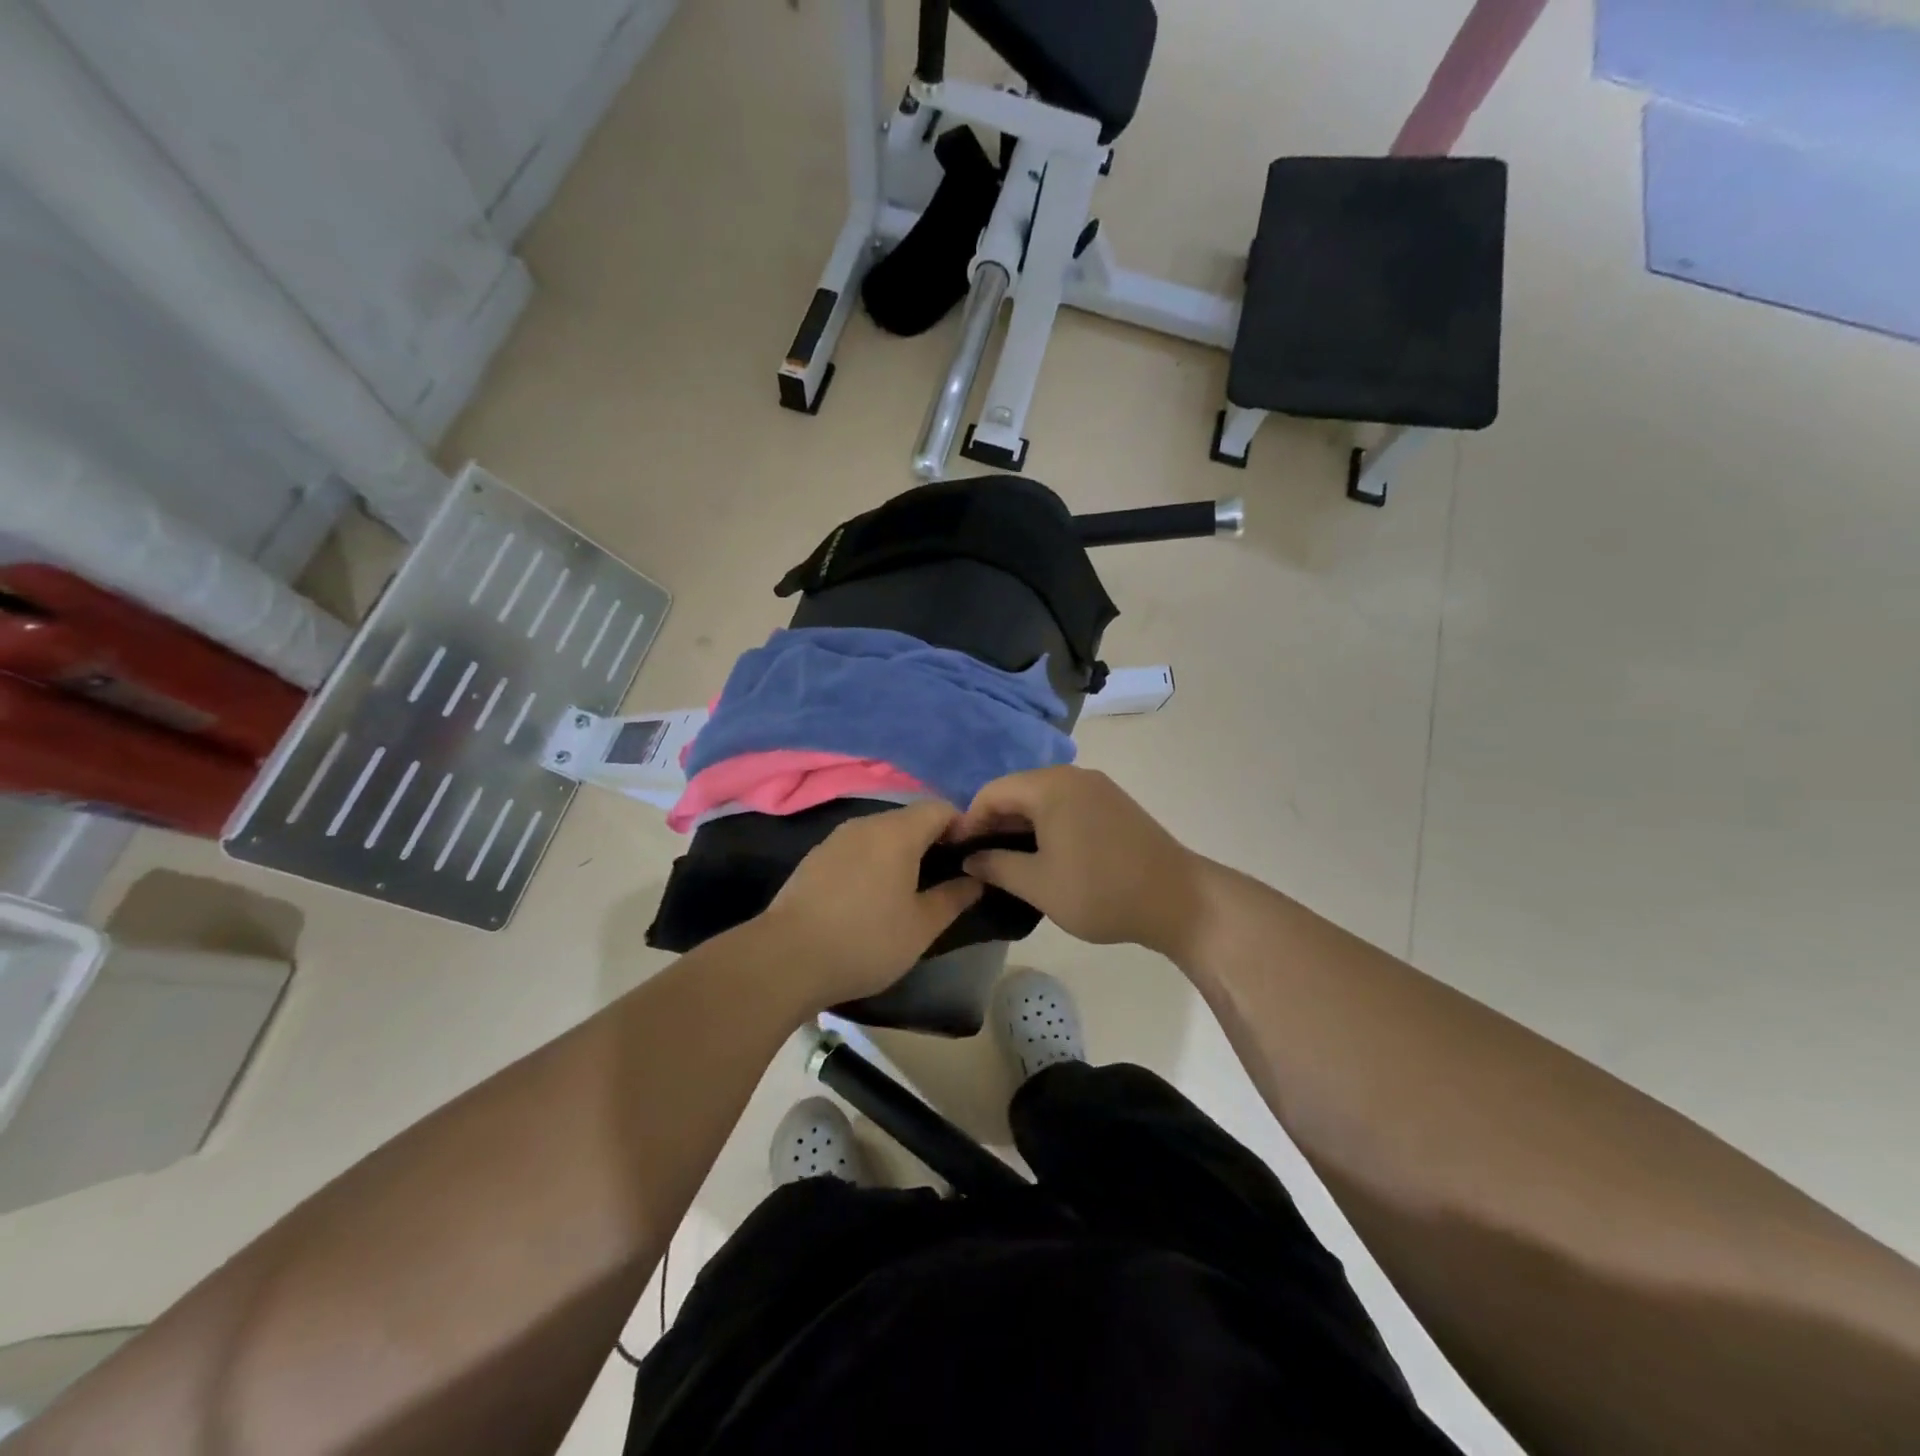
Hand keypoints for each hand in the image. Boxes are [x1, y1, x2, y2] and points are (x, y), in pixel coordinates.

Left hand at [762, 800, 983, 1008]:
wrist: (786, 959)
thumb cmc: (866, 940)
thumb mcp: (921, 927)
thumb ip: (954, 897)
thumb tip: (976, 879)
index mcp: (897, 832)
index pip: (940, 808)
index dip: (962, 828)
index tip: (970, 859)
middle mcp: (866, 824)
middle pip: (909, 818)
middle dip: (931, 840)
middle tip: (944, 878)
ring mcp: (835, 839)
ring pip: (880, 832)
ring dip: (900, 852)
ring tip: (908, 890)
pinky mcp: (815, 858)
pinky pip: (856, 848)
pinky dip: (872, 861)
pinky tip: (869, 896)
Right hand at [954, 766, 1203, 955]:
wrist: (1178, 899)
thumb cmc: (1100, 890)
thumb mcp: (1038, 884)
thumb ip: (996, 866)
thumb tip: (970, 858)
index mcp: (1050, 786)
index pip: (993, 792)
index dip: (969, 820)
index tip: (957, 852)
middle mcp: (1073, 775)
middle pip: (1019, 790)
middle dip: (994, 822)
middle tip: (979, 859)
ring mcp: (1098, 787)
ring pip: (1043, 798)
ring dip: (1021, 825)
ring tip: (1008, 860)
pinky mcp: (1114, 804)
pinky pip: (1067, 805)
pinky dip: (1047, 824)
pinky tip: (1045, 854)